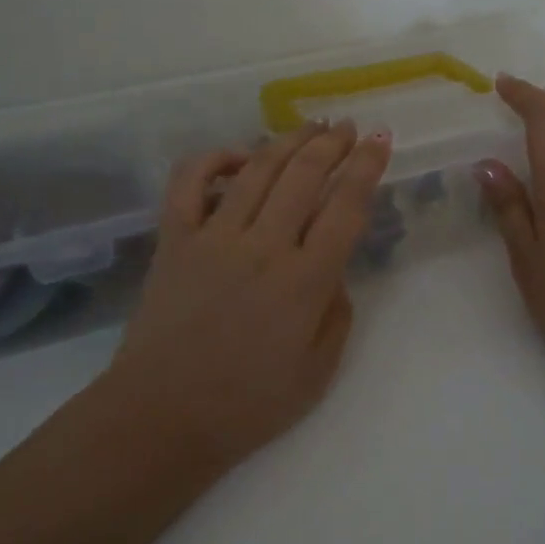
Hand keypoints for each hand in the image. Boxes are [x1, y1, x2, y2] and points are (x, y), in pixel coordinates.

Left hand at [103, 120, 391, 464]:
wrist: (162, 417)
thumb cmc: (247, 404)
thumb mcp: (318, 371)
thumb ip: (336, 313)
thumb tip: (333, 270)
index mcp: (304, 281)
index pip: (345, 207)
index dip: (367, 167)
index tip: (382, 140)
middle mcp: (263, 247)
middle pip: (303, 175)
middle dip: (331, 143)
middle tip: (347, 126)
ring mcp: (214, 238)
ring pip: (256, 170)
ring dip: (287, 141)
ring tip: (309, 126)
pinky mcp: (174, 240)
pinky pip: (189, 183)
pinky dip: (213, 159)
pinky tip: (238, 155)